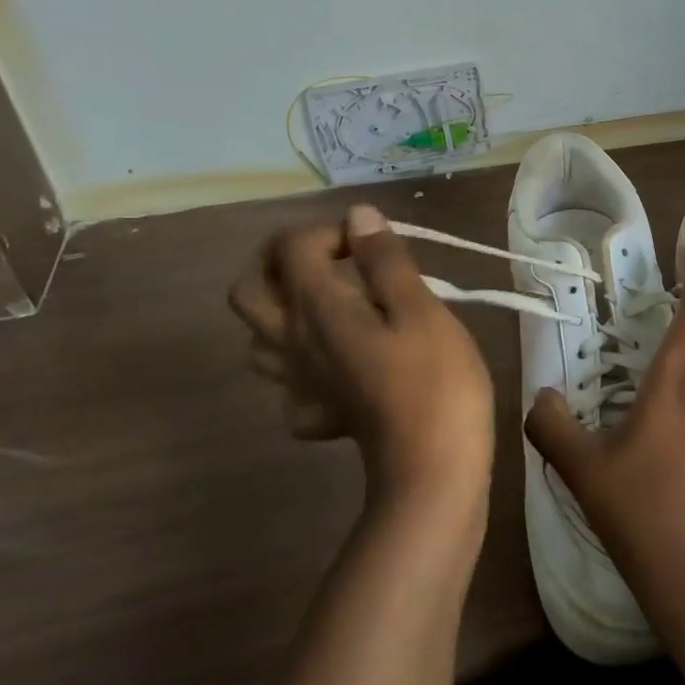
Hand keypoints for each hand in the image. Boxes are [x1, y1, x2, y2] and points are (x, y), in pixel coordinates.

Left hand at [228, 204, 495, 519]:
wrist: (432, 468)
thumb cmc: (435, 380)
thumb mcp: (421, 308)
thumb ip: (385, 260)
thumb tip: (358, 216)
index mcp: (316, 307)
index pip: (291, 246)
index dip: (331, 231)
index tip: (376, 245)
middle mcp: (292, 341)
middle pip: (249, 289)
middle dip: (283, 262)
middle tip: (334, 262)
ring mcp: (298, 383)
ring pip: (258, 337)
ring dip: (286, 309)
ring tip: (336, 304)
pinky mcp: (316, 414)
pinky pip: (289, 382)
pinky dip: (305, 364)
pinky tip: (342, 364)